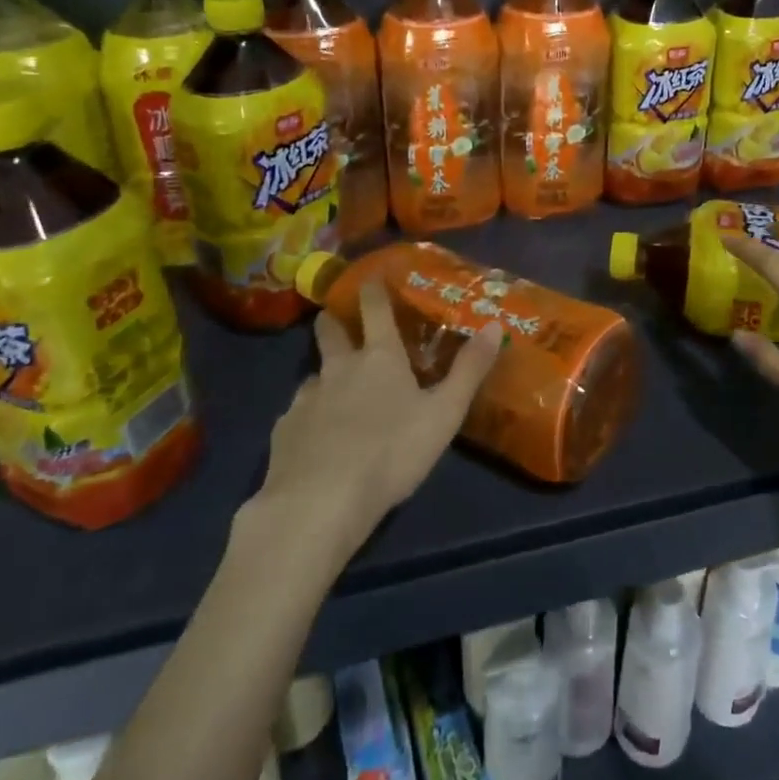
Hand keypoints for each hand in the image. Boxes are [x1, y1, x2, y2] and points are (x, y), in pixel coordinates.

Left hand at [257, 282, 503, 552]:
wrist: (319, 503)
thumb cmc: (392, 452)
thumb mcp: (444, 413)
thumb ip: (469, 370)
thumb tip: (495, 325)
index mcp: (380, 357)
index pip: (374, 308)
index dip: (373, 289)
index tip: (370, 276)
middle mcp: (339, 368)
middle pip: (330, 331)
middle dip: (333, 320)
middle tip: (338, 319)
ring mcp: (305, 398)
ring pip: (313, 374)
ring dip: (324, 374)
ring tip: (334, 391)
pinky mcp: (283, 431)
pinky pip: (297, 413)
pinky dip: (308, 417)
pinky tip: (315, 438)